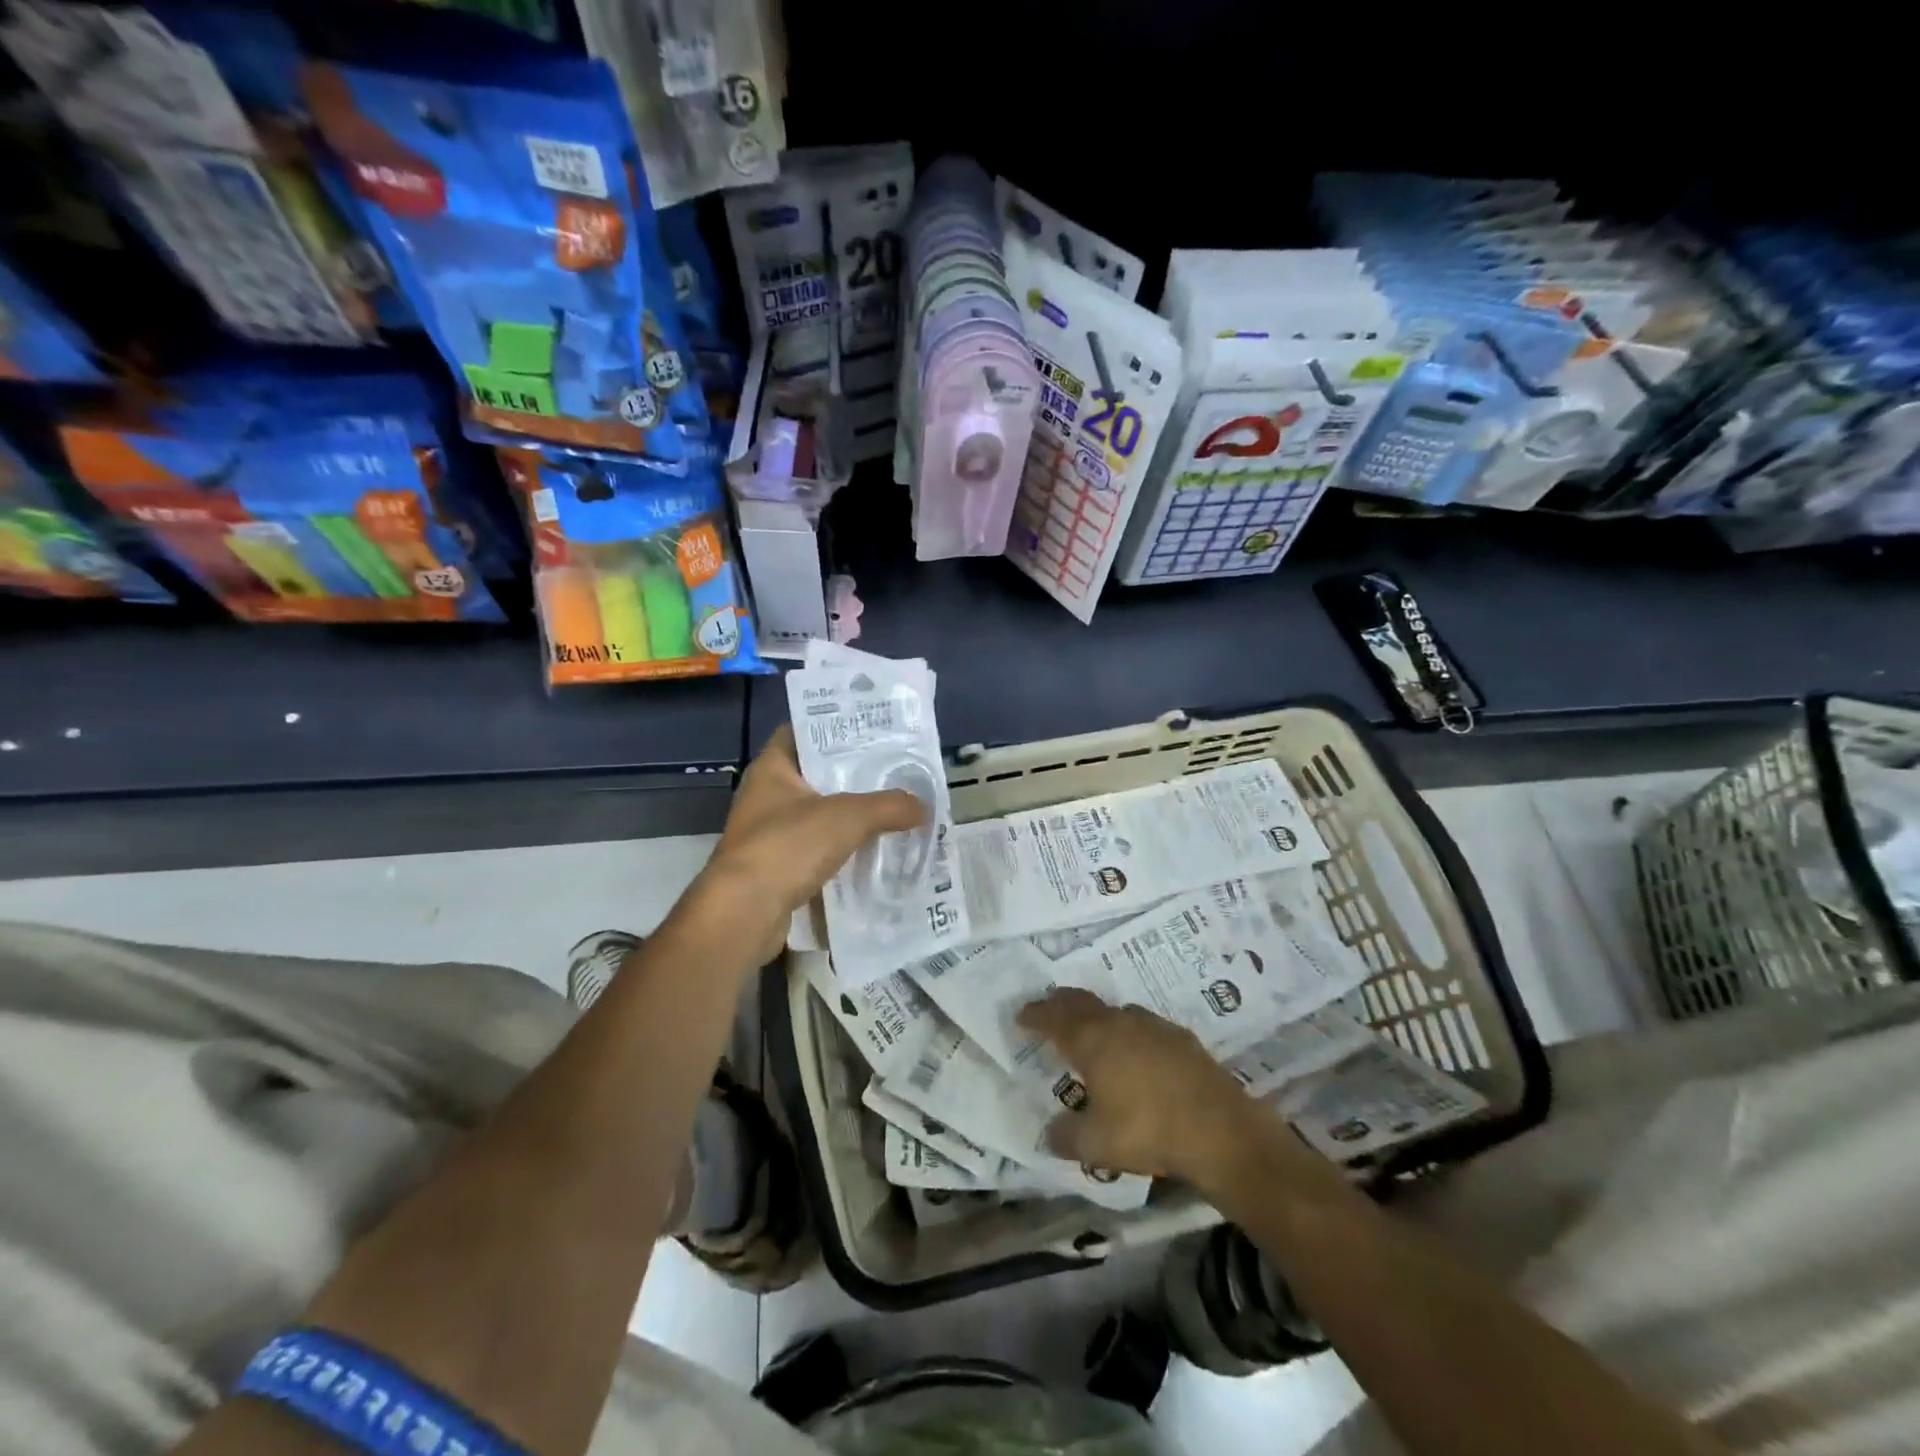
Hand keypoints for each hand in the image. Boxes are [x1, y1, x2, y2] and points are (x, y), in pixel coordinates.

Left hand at [694, 725, 928, 964]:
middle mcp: (767, 796)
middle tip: (895, 770)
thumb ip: (888, 806)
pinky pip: (819, 850)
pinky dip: (844, 851)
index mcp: (772, 768)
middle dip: (855, 775)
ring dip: (852, 817)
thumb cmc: (788, 846)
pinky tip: (876, 852)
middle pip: (817, 775)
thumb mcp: (847, 817)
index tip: (872, 729)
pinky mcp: (778, 869)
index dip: (835, 726)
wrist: (744, 915)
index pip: (803, 732)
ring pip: (820, 816)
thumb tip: (923, 807)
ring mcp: (770, 834)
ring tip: (895, 809)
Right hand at [1018, 988, 1288, 1188]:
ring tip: (1090, 1031)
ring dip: (1095, 1015)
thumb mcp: (1096, 1144)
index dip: (1034, 1015)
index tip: (1020, 1016)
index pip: (1053, 1017)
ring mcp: (1152, 1025)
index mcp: (1091, 1040)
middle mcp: (1118, 1022)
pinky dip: (1126, 1030)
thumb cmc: (1148, 1130)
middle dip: (1060, 1003)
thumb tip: (1049, 1132)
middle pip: (1081, 1001)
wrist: (1219, 1129)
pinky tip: (1133, 1050)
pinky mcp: (1180, 1037)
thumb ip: (1066, 1136)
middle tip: (1048, 1009)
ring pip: (1114, 1009)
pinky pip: (1141, 1024)